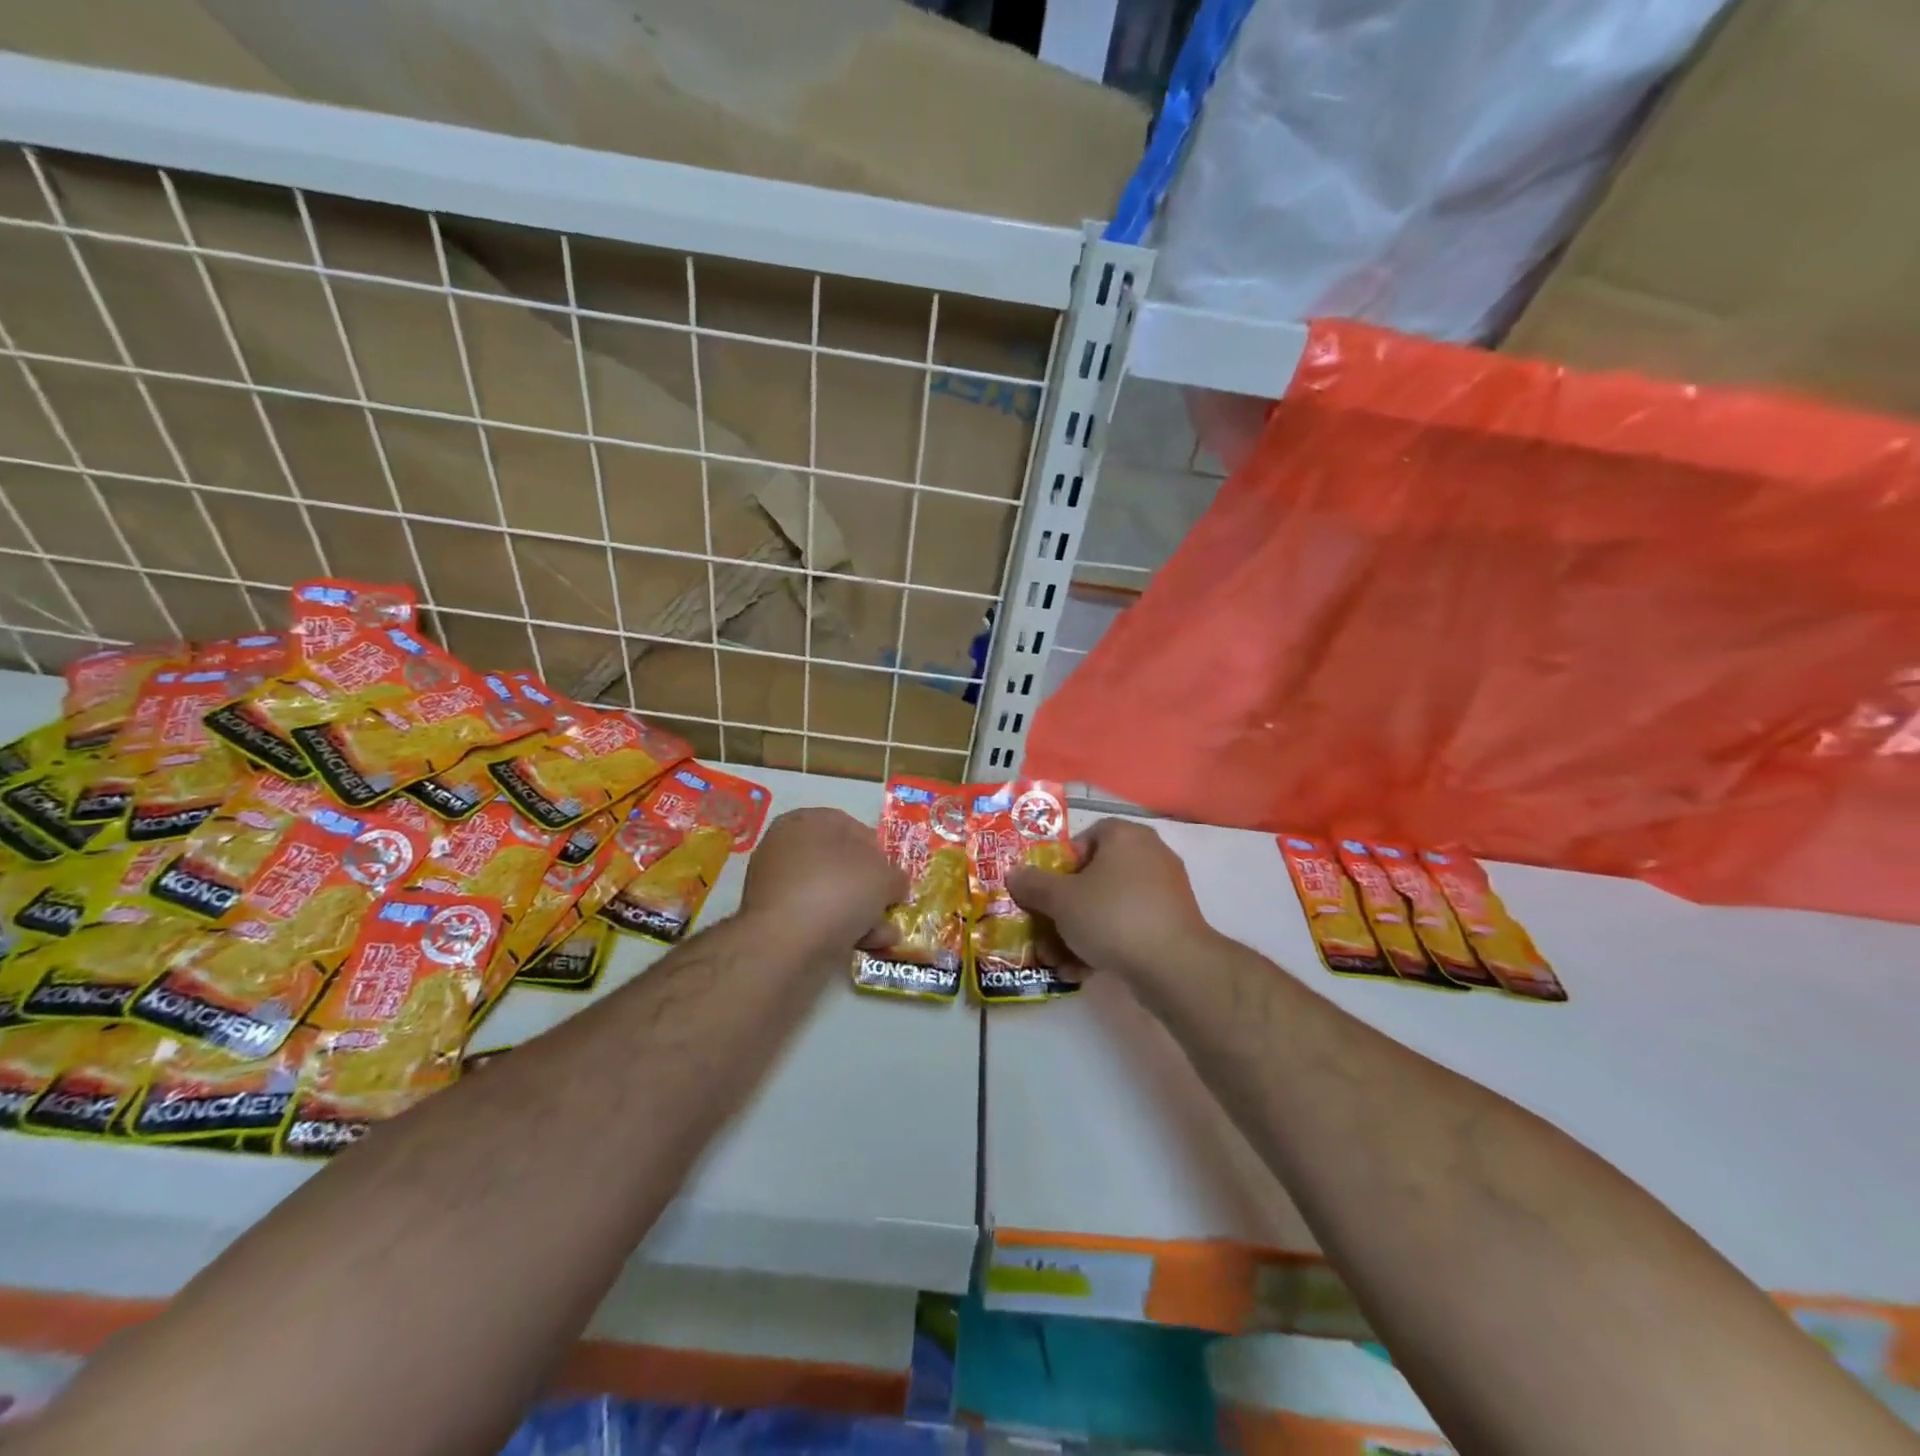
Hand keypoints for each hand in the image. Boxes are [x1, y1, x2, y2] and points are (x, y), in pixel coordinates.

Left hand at [739, 807, 906, 956]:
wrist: (786, 942)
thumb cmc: (837, 890)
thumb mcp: (883, 876)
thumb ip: (894, 877)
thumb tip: (894, 885)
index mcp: (806, 821)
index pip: (850, 826)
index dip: (877, 850)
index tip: (892, 874)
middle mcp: (786, 848)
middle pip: (841, 865)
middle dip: (870, 889)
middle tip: (889, 906)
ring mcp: (776, 886)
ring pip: (830, 895)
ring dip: (861, 914)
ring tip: (884, 935)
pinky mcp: (773, 921)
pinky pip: (815, 918)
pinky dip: (839, 929)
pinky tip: (863, 945)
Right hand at [1008, 818, 1212, 982]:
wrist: (1173, 965)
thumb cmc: (1112, 915)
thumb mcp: (1060, 900)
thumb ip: (1033, 885)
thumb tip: (1014, 874)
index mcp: (1125, 835)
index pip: (1084, 838)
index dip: (1059, 865)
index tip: (1046, 892)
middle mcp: (1149, 855)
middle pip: (1094, 877)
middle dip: (1064, 909)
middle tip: (1045, 932)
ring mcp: (1164, 890)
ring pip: (1109, 906)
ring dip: (1079, 932)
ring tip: (1059, 960)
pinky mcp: (1172, 923)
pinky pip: (1129, 926)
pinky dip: (1106, 944)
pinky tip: (1083, 971)